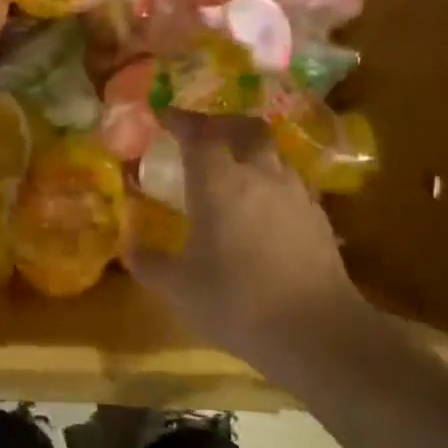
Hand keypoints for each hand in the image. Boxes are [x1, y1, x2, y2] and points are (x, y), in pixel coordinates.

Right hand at [126, 112, 367, 375]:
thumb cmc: (236, 302)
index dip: (180, 120)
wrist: (316, 331)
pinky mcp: (318, 217)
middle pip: (245, 129)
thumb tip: (129, 247)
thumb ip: (149, 262)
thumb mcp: (178, 288)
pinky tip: (262, 207)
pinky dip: (270, 181)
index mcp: (219, 184)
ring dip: (249, 151)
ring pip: (272, 154)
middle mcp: (260, 177)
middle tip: (202, 135)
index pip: (199, 134)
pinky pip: (290, 182)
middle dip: (221, 124)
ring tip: (232, 169)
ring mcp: (295, 194)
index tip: (164, 116)